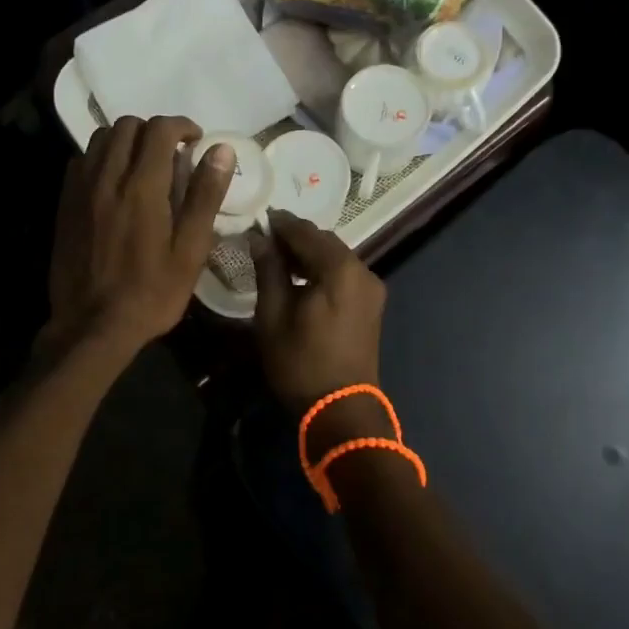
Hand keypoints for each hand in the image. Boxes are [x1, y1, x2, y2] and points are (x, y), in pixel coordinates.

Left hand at [45, 116, 232, 358]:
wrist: (92, 327)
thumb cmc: (151, 293)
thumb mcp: (190, 250)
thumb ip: (205, 196)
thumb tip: (222, 150)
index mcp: (142, 187)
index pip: (159, 130)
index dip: (181, 126)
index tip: (195, 142)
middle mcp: (107, 178)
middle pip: (127, 125)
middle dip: (153, 130)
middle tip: (172, 154)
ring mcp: (81, 190)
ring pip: (101, 138)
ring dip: (126, 140)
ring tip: (143, 164)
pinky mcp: (65, 205)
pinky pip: (81, 161)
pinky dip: (102, 158)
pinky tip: (115, 182)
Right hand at [252, 211, 390, 447]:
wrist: (342, 409)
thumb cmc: (301, 363)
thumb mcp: (273, 315)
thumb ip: (268, 270)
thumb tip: (259, 237)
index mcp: (340, 269)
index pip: (306, 232)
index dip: (280, 223)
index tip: (257, 218)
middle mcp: (362, 270)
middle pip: (325, 241)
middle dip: (296, 237)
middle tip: (264, 238)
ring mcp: (371, 287)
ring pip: (336, 256)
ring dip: (309, 253)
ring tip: (278, 257)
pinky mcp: (372, 303)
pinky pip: (344, 273)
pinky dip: (323, 268)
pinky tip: (301, 277)